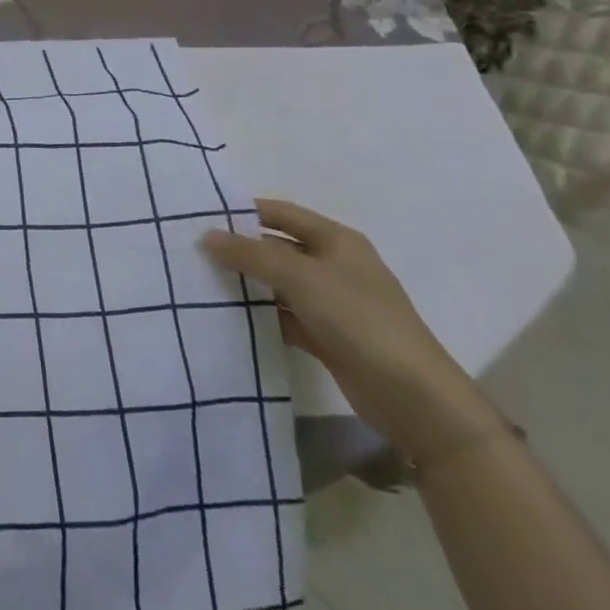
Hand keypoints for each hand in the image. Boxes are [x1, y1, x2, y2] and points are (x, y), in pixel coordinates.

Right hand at [202, 199, 504, 467]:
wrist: (415, 399)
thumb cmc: (360, 320)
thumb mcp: (301, 278)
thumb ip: (251, 254)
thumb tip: (207, 235)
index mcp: (337, 240)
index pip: (282, 213)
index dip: (245, 211)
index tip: (203, 215)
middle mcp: (335, 265)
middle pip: (278, 248)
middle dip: (241, 248)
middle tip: (194, 250)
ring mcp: (332, 303)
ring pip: (279, 283)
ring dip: (248, 283)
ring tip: (202, 280)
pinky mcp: (328, 336)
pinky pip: (285, 315)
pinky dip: (261, 314)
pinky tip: (229, 316)